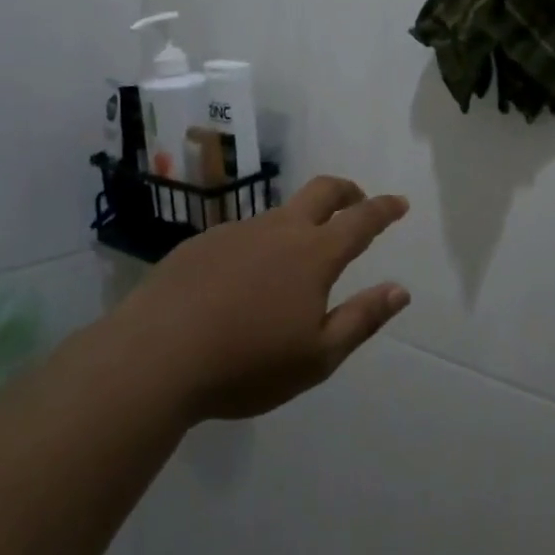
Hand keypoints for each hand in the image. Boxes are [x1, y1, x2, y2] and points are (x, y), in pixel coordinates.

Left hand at [126, 176, 411, 420]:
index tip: (399, 202)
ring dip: (300, 222)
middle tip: (357, 201)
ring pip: (279, 214)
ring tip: (296, 259)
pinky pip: (242, 235)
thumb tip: (400, 290)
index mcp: (314, 254)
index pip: (361, 219)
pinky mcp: (202, 243)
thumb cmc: (246, 363)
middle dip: (347, 191)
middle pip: (322, 191)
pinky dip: (259, 245)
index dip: (384, 209)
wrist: (154, 356)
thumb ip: (362, 319)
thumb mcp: (317, 356)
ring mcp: (237, 231)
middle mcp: (279, 230)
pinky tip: (242, 281)